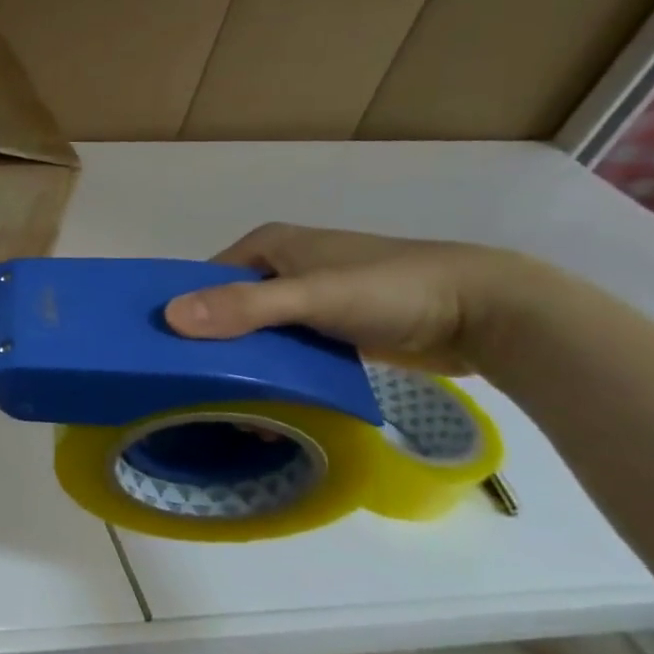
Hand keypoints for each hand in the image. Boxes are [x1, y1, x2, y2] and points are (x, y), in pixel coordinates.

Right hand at [162, 223, 531, 373]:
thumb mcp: (312, 296)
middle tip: (192, 389)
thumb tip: (167, 318)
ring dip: (243, 367)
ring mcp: (309, 300)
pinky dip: (274, 375)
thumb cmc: (393, 290)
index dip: (182, 312)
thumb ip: (244, 307)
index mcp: (267, 246)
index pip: (203, 281)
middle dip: (212, 348)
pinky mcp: (334, 330)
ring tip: (226, 407)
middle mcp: (282, 268)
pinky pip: (287, 352)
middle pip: (227, 310)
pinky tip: (263, 405)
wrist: (491, 314)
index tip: (163, 354)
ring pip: (257, 335)